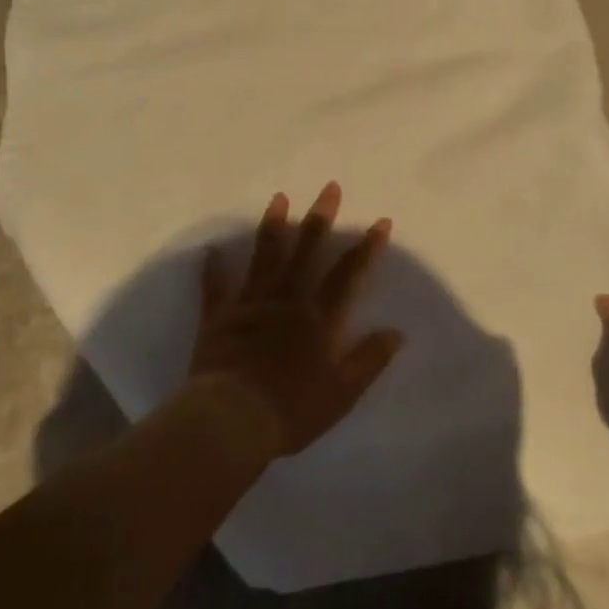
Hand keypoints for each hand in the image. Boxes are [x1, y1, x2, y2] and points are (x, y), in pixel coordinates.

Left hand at [188, 182, 403, 459]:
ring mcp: (250, 305)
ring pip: (264, 258)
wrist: (232, 420)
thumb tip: (397, 332)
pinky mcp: (219, 318)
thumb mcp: (342, 392)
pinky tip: (211, 251)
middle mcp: (286, 301)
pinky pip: (215, 288)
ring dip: (273, 227)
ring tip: (279, 197)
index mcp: (318, 318)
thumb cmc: (292, 409)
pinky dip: (213, 270)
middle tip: (328, 187)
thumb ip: (369, 359)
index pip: (347, 275)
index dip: (366, 248)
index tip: (380, 221)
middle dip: (320, 219)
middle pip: (306, 253)